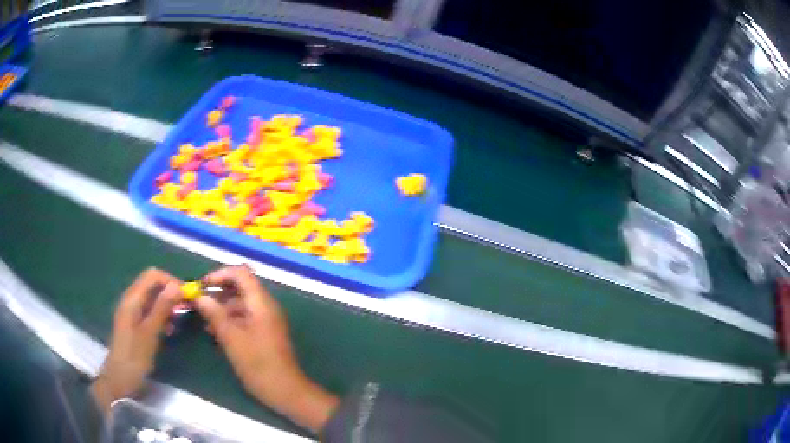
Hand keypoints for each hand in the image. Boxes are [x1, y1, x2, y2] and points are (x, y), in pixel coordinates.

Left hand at [91, 268, 181, 412]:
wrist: (120, 379)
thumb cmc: (134, 357)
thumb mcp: (150, 333)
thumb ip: (162, 308)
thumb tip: (177, 286)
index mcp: (132, 299)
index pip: (153, 275)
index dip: (171, 280)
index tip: (188, 295)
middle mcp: (130, 300)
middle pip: (152, 284)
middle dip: (170, 291)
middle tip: (187, 307)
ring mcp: (131, 311)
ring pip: (152, 297)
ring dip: (167, 304)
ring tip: (180, 319)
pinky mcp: (133, 323)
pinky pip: (149, 310)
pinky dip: (161, 314)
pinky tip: (169, 329)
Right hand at [195, 265, 338, 433]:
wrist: (285, 391)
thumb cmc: (258, 364)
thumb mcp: (231, 338)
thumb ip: (214, 314)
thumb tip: (199, 296)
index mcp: (261, 302)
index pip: (241, 273)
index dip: (219, 275)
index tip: (201, 287)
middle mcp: (265, 307)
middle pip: (239, 288)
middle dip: (217, 293)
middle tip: (198, 304)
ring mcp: (266, 321)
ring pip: (240, 305)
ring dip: (221, 309)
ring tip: (204, 322)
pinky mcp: (264, 334)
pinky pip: (244, 319)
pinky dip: (229, 322)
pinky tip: (214, 333)